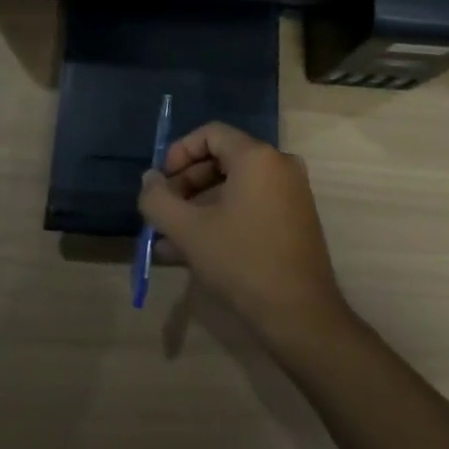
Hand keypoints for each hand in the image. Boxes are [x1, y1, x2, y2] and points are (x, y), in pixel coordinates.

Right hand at [137, 123, 353, 355]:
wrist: (299, 314)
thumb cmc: (241, 261)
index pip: (210, 134)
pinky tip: (192, 251)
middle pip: (222, 159)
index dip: (178, 153)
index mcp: (258, 157)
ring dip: (198, 207)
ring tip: (168, 238)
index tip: (160, 182)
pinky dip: (221, 218)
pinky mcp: (294, 220)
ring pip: (234, 188)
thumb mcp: (188, 230)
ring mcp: (291, 194)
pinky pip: (250, 206)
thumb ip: (158, 199)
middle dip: (186, 184)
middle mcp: (279, 166)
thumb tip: (149, 180)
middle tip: (163, 211)